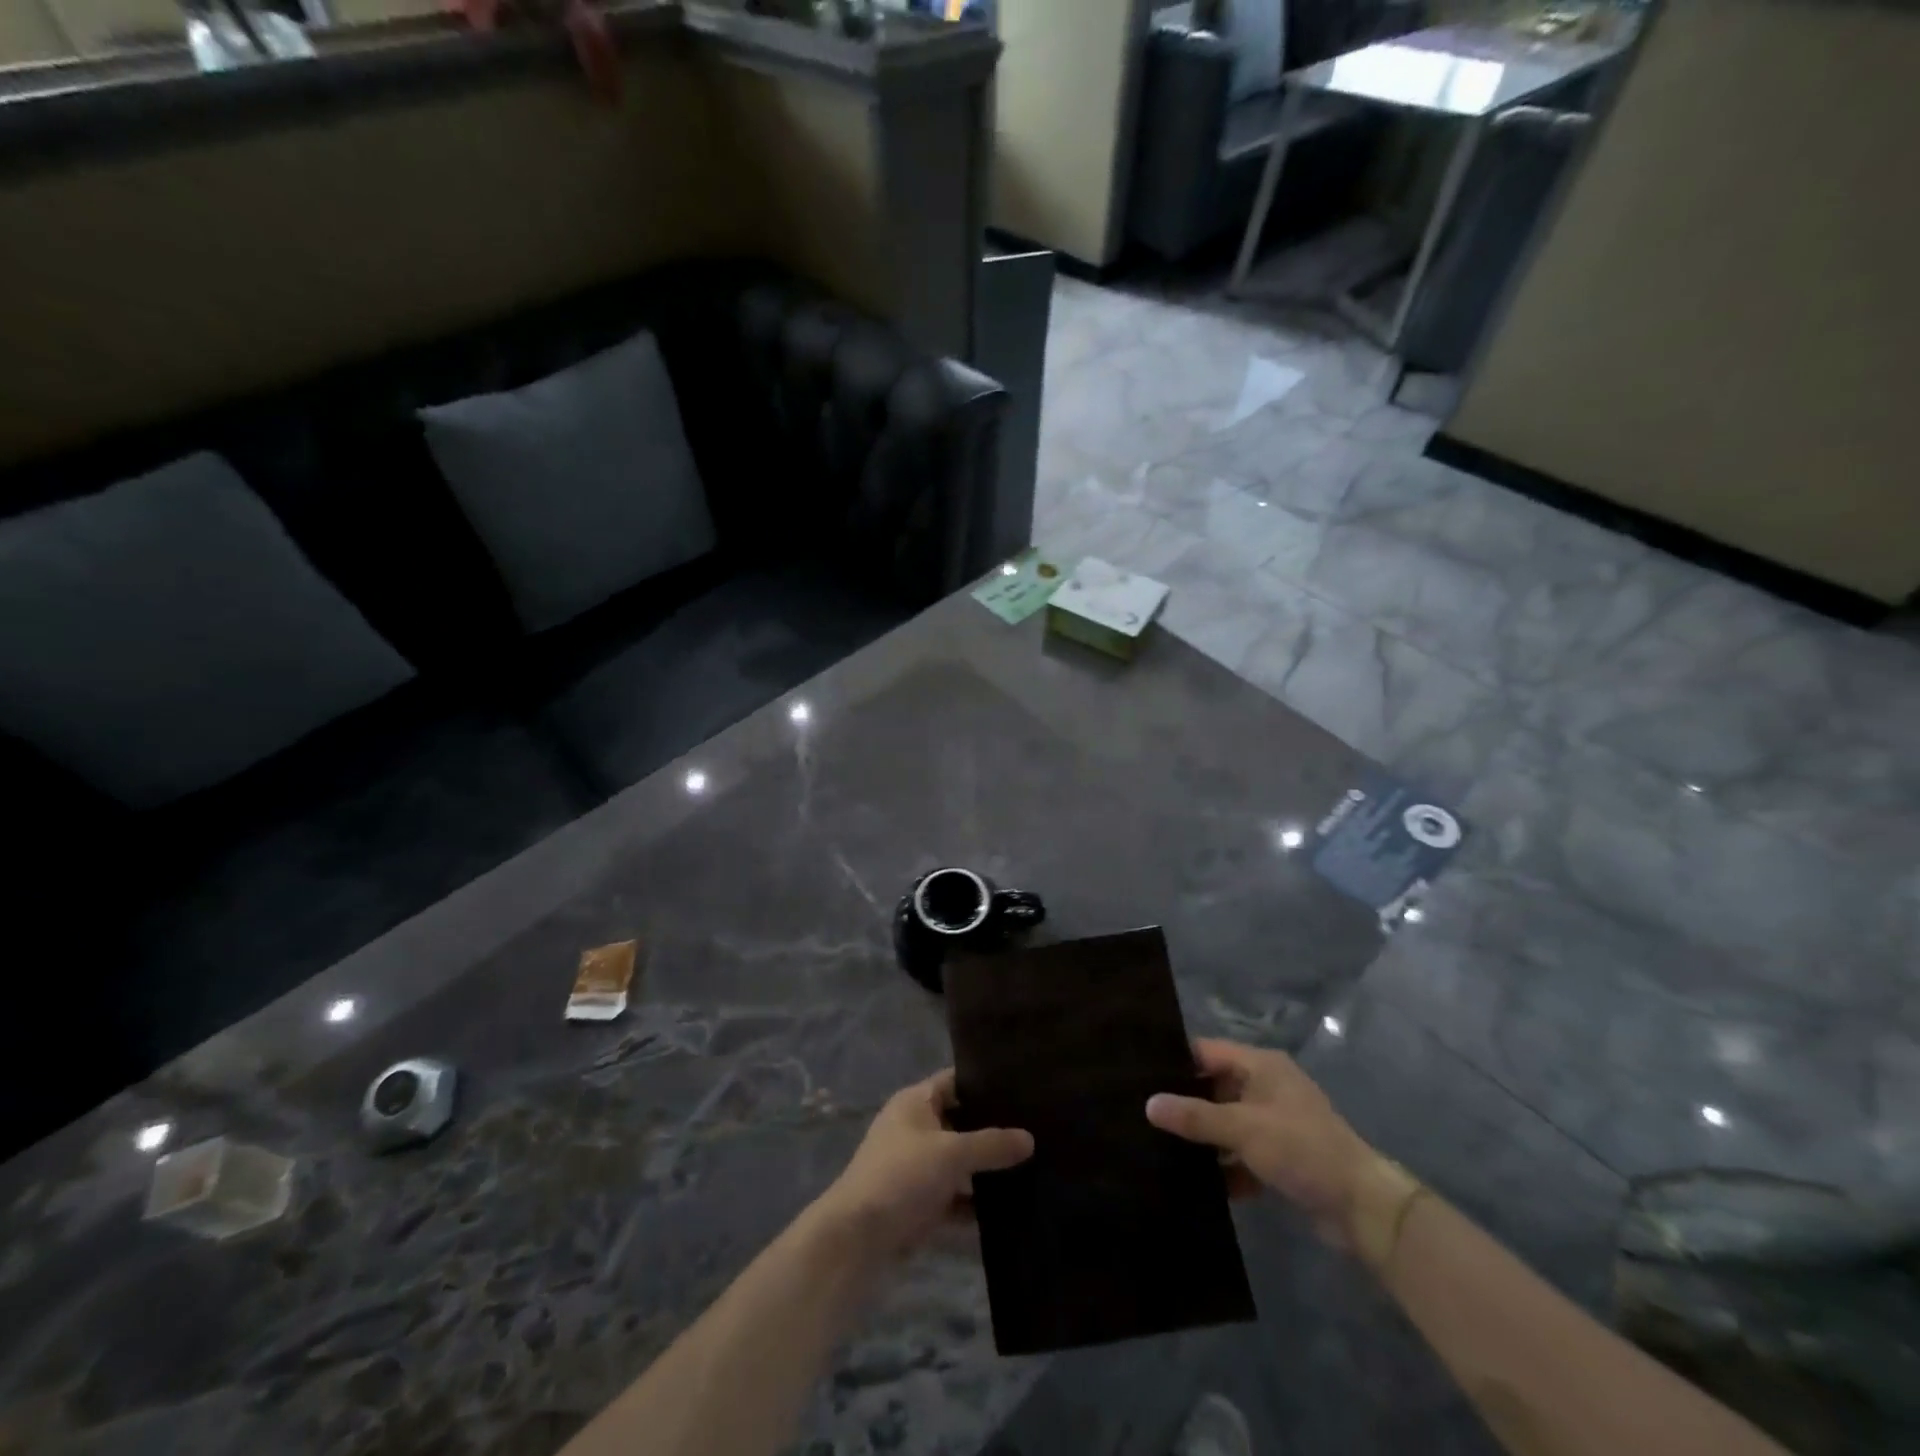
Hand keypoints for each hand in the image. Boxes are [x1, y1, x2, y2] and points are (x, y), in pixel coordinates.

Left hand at [812, 1070, 1033, 1259]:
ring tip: (1033, 1166)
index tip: (1022, 1085)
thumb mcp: (951, 1154)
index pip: (955, 1080)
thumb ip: (991, 1145)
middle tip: (1036, 1129)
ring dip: (986, 1169)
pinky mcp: (919, 1203)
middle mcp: (915, 1128)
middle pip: (960, 1121)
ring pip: (959, 1161)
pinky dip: (976, 1202)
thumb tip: (1030, 1138)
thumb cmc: (901, 1176)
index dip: (985, 1081)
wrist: (856, 1240)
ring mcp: (916, 1167)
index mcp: (915, 1102)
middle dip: (992, 1129)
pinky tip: (1010, 1209)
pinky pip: (955, 1196)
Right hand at [1146, 1038, 1377, 1245]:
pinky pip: (1241, 1154)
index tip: (1138, 1075)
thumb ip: (1195, 1117)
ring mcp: (1274, 1123)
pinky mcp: (1281, 1157)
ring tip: (1158, 1148)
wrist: (1363, 1208)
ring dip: (1203, 1139)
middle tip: (1142, 1114)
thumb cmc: (1302, 1150)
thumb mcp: (1243, 1129)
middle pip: (1214, 1087)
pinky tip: (1196, 1183)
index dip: (1174, 1061)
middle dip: (1184, 1103)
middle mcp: (1266, 1087)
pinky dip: (1224, 1167)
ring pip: (1226, 1123)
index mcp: (1260, 1066)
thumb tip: (1149, 1104)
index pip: (1206, 1052)